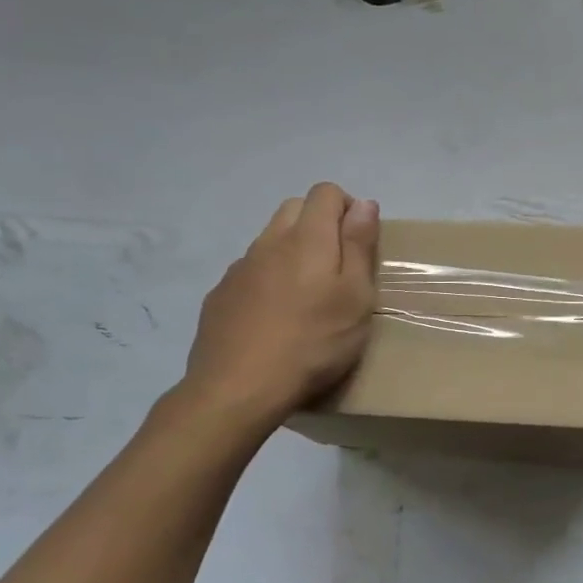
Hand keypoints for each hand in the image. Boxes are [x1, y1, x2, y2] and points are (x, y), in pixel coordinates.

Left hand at [182, 183, 379, 420]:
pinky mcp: (219, 296)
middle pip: (294, 208)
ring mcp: (239, 268)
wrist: (236, 390)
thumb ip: (360, 245)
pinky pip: (249, 271)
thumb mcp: (356, 297)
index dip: (347, 208)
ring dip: (292, 252)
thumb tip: (363, 203)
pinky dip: (267, 280)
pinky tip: (273, 318)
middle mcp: (269, 242)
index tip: (359, 243)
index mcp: (307, 238)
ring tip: (305, 297)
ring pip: (270, 240)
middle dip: (319, 223)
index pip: (325, 192)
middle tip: (336, 267)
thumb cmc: (312, 343)